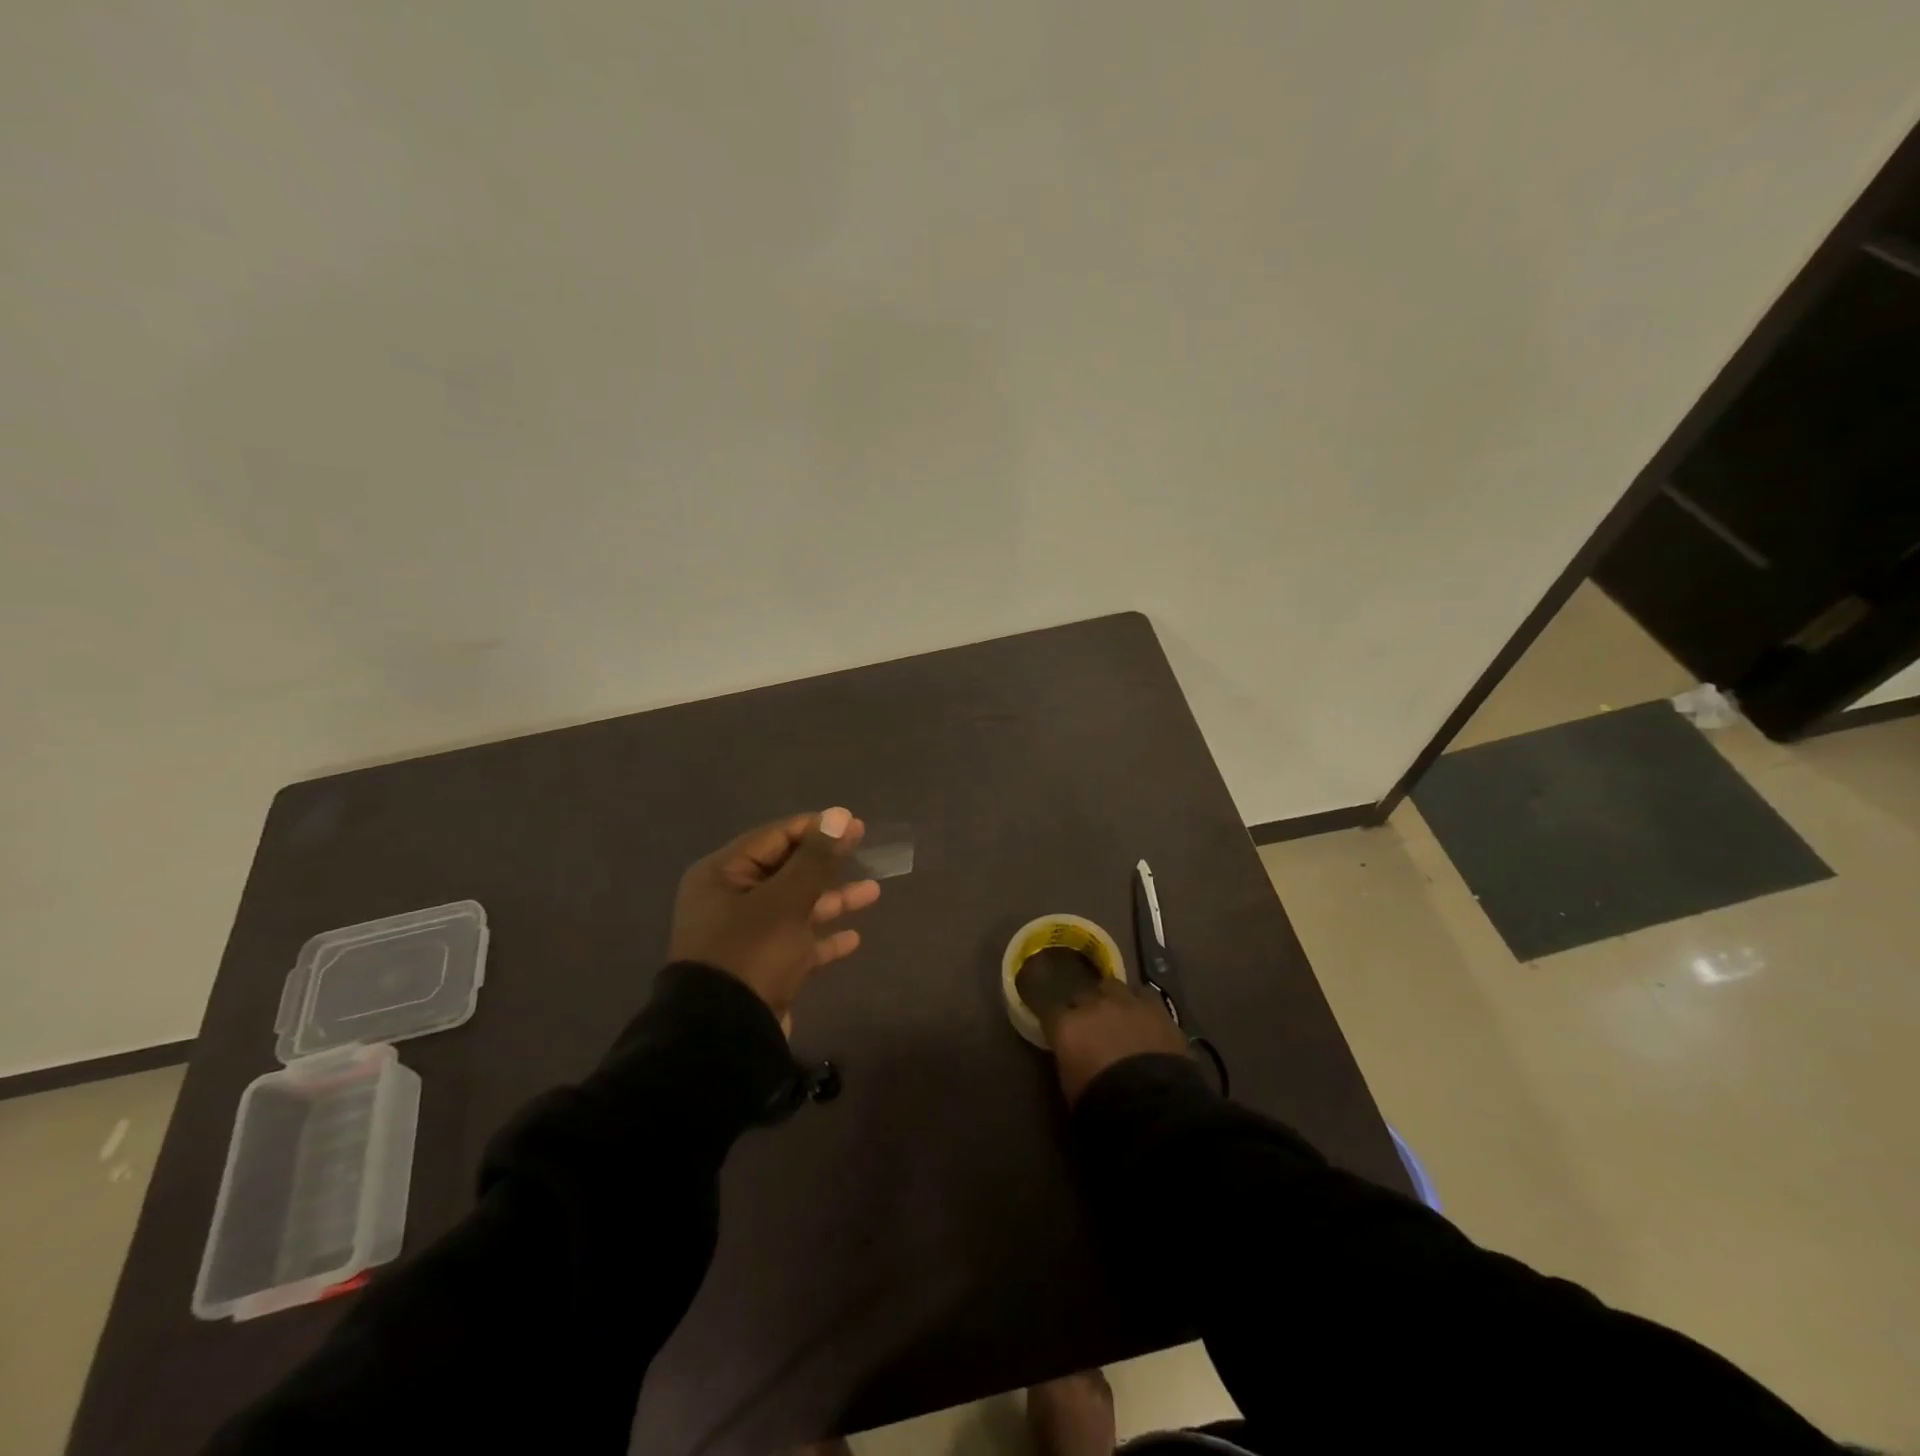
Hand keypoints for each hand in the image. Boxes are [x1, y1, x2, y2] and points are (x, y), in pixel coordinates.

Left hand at [668, 808, 879, 1033]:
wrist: (723, 1037)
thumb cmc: (752, 953)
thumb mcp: (786, 900)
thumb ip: (815, 858)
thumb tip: (840, 815)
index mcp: (723, 875)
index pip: (775, 837)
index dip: (817, 828)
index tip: (856, 826)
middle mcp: (730, 900)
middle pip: (786, 870)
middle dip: (827, 863)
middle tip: (866, 851)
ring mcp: (745, 936)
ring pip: (795, 907)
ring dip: (832, 900)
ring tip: (874, 892)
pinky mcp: (760, 967)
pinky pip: (796, 942)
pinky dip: (822, 938)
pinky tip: (853, 938)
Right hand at [1036, 978, 1190, 1105]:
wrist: (1154, 1105)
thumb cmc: (1103, 1105)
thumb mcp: (1071, 1086)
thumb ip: (1068, 1060)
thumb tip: (1072, 1054)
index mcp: (1067, 1026)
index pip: (1050, 1011)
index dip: (1055, 1021)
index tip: (1059, 1031)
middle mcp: (1093, 1005)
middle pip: (1081, 995)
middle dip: (1084, 1008)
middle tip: (1090, 1027)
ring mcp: (1125, 1002)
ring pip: (1111, 986)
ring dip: (1111, 999)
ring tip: (1117, 1015)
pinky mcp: (1156, 1006)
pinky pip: (1143, 994)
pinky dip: (1140, 1003)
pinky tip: (1144, 1016)